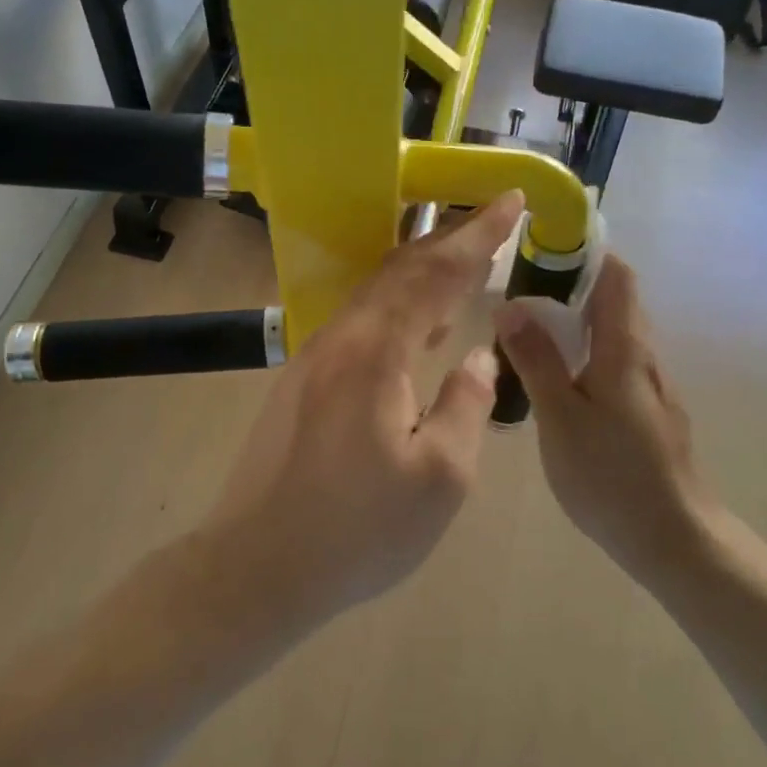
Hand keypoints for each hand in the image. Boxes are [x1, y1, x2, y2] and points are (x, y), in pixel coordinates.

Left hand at [203, 193, 525, 630]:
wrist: (257, 565)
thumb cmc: (357, 529)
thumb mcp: (439, 477)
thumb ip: (466, 405)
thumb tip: (477, 355)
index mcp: (377, 351)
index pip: (436, 273)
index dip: (477, 235)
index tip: (510, 200)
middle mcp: (341, 337)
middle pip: (400, 270)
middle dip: (449, 238)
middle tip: (491, 218)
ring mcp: (313, 357)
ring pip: (376, 294)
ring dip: (421, 271)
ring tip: (462, 262)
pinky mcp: (301, 380)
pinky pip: (360, 322)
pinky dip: (398, 306)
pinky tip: (416, 327)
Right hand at [493, 257, 712, 588]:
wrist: (675, 539)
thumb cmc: (611, 475)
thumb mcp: (560, 416)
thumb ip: (536, 360)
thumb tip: (510, 305)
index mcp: (624, 348)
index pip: (616, 276)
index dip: (586, 252)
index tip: (543, 246)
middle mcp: (644, 357)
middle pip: (613, 301)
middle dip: (571, 286)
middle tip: (519, 292)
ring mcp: (651, 386)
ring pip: (613, 334)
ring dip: (575, 322)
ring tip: (527, 331)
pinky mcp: (649, 412)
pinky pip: (614, 363)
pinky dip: (585, 353)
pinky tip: (556, 379)